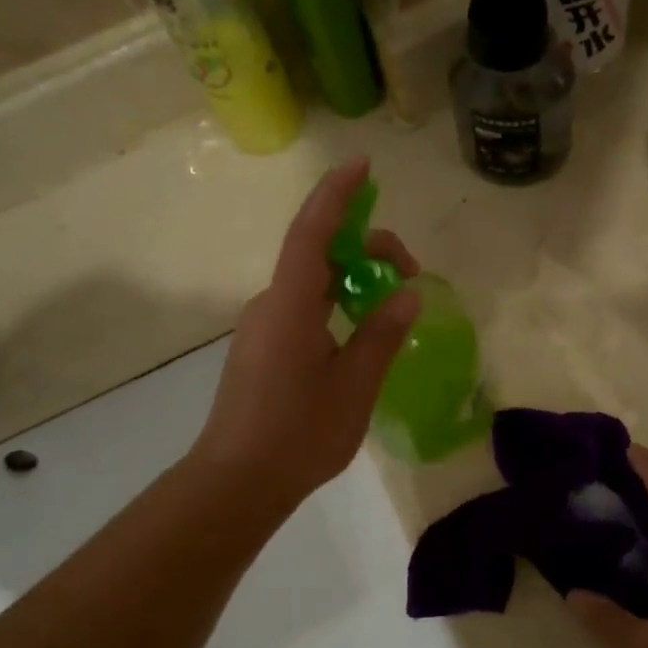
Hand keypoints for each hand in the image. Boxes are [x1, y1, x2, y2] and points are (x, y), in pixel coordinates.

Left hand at [192, 157, 420, 509]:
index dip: (338, 194)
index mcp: (290, 305)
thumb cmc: (299, 434)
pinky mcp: (261, 349)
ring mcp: (261, 328)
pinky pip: (302, 308)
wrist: (237, 481)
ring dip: (351, 278)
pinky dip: (335, 303)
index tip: (363, 165)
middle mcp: (270, 305)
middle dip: (364, 247)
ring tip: (391, 302)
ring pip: (310, 283)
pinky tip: (359, 331)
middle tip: (410, 272)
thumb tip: (407, 295)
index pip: (313, 232)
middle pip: (317, 254)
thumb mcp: (354, 386)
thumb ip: (381, 334)